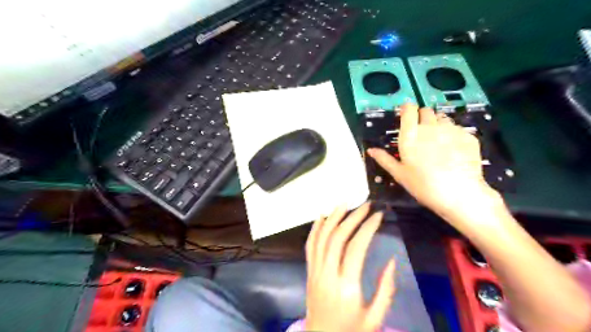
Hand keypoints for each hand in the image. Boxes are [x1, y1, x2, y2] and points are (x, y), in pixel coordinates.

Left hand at [305, 203, 390, 331]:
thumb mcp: (376, 317)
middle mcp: (328, 274)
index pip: (356, 247)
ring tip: (344, 203)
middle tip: (365, 205)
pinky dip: (315, 229)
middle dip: (352, 217)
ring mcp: (315, 272)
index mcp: (347, 286)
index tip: (378, 215)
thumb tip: (393, 260)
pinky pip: (309, 246)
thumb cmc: (351, 331)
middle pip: (338, 237)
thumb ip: (386, 289)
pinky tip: (321, 217)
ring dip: (332, 217)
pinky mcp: (309, 272)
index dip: (368, 227)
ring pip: (321, 238)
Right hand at [368, 104, 502, 226]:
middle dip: (422, 116)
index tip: (406, 115)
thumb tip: (370, 150)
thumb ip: (384, 159)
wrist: (458, 193)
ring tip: (438, 140)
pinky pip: (457, 128)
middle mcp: (430, 126)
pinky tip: (453, 150)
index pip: (408, 109)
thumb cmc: (422, 185)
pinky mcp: (467, 135)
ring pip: (442, 118)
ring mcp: (451, 129)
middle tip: (421, 132)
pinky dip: (453, 134)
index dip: (407, 109)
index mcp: (411, 134)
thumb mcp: (399, 174)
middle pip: (426, 110)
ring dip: (438, 124)